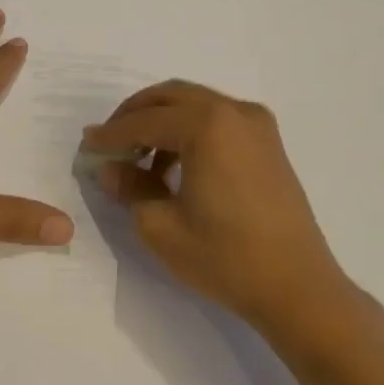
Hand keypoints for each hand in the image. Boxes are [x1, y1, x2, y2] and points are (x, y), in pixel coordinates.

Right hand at [82, 81, 354, 332]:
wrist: (297, 287)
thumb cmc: (225, 257)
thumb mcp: (161, 226)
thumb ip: (130, 187)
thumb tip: (109, 167)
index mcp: (207, 125)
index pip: (145, 121)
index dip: (111, 133)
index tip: (86, 144)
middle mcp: (235, 112)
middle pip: (172, 96)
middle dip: (136, 114)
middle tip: (110, 140)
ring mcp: (258, 125)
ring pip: (196, 104)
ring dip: (163, 121)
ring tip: (138, 157)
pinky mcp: (269, 144)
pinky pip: (219, 120)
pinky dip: (190, 130)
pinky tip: (174, 165)